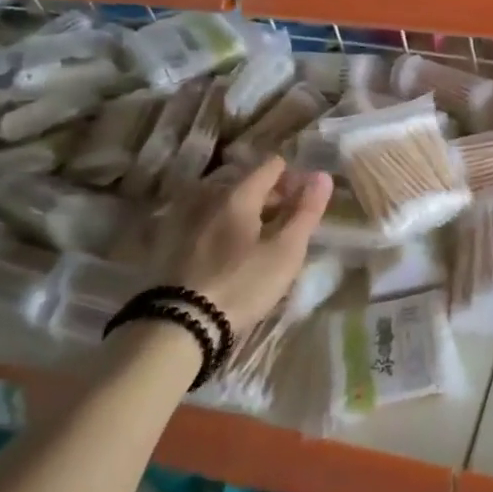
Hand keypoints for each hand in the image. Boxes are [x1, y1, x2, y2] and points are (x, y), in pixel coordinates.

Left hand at [167, 157, 331, 334]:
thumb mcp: (286, 251)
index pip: (271, 166)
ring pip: (224, 202)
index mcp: (238, 195)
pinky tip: (230, 248)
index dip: (294, 177)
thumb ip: (306, 212)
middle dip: (272, 195)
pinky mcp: (169, 242)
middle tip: (289, 222)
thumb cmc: (243, 284)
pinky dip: (224, 225)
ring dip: (247, 211)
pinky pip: (206, 220)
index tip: (307, 199)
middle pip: (247, 183)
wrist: (180, 324)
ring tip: (262, 236)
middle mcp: (209, 197)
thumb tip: (323, 176)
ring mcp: (185, 218)